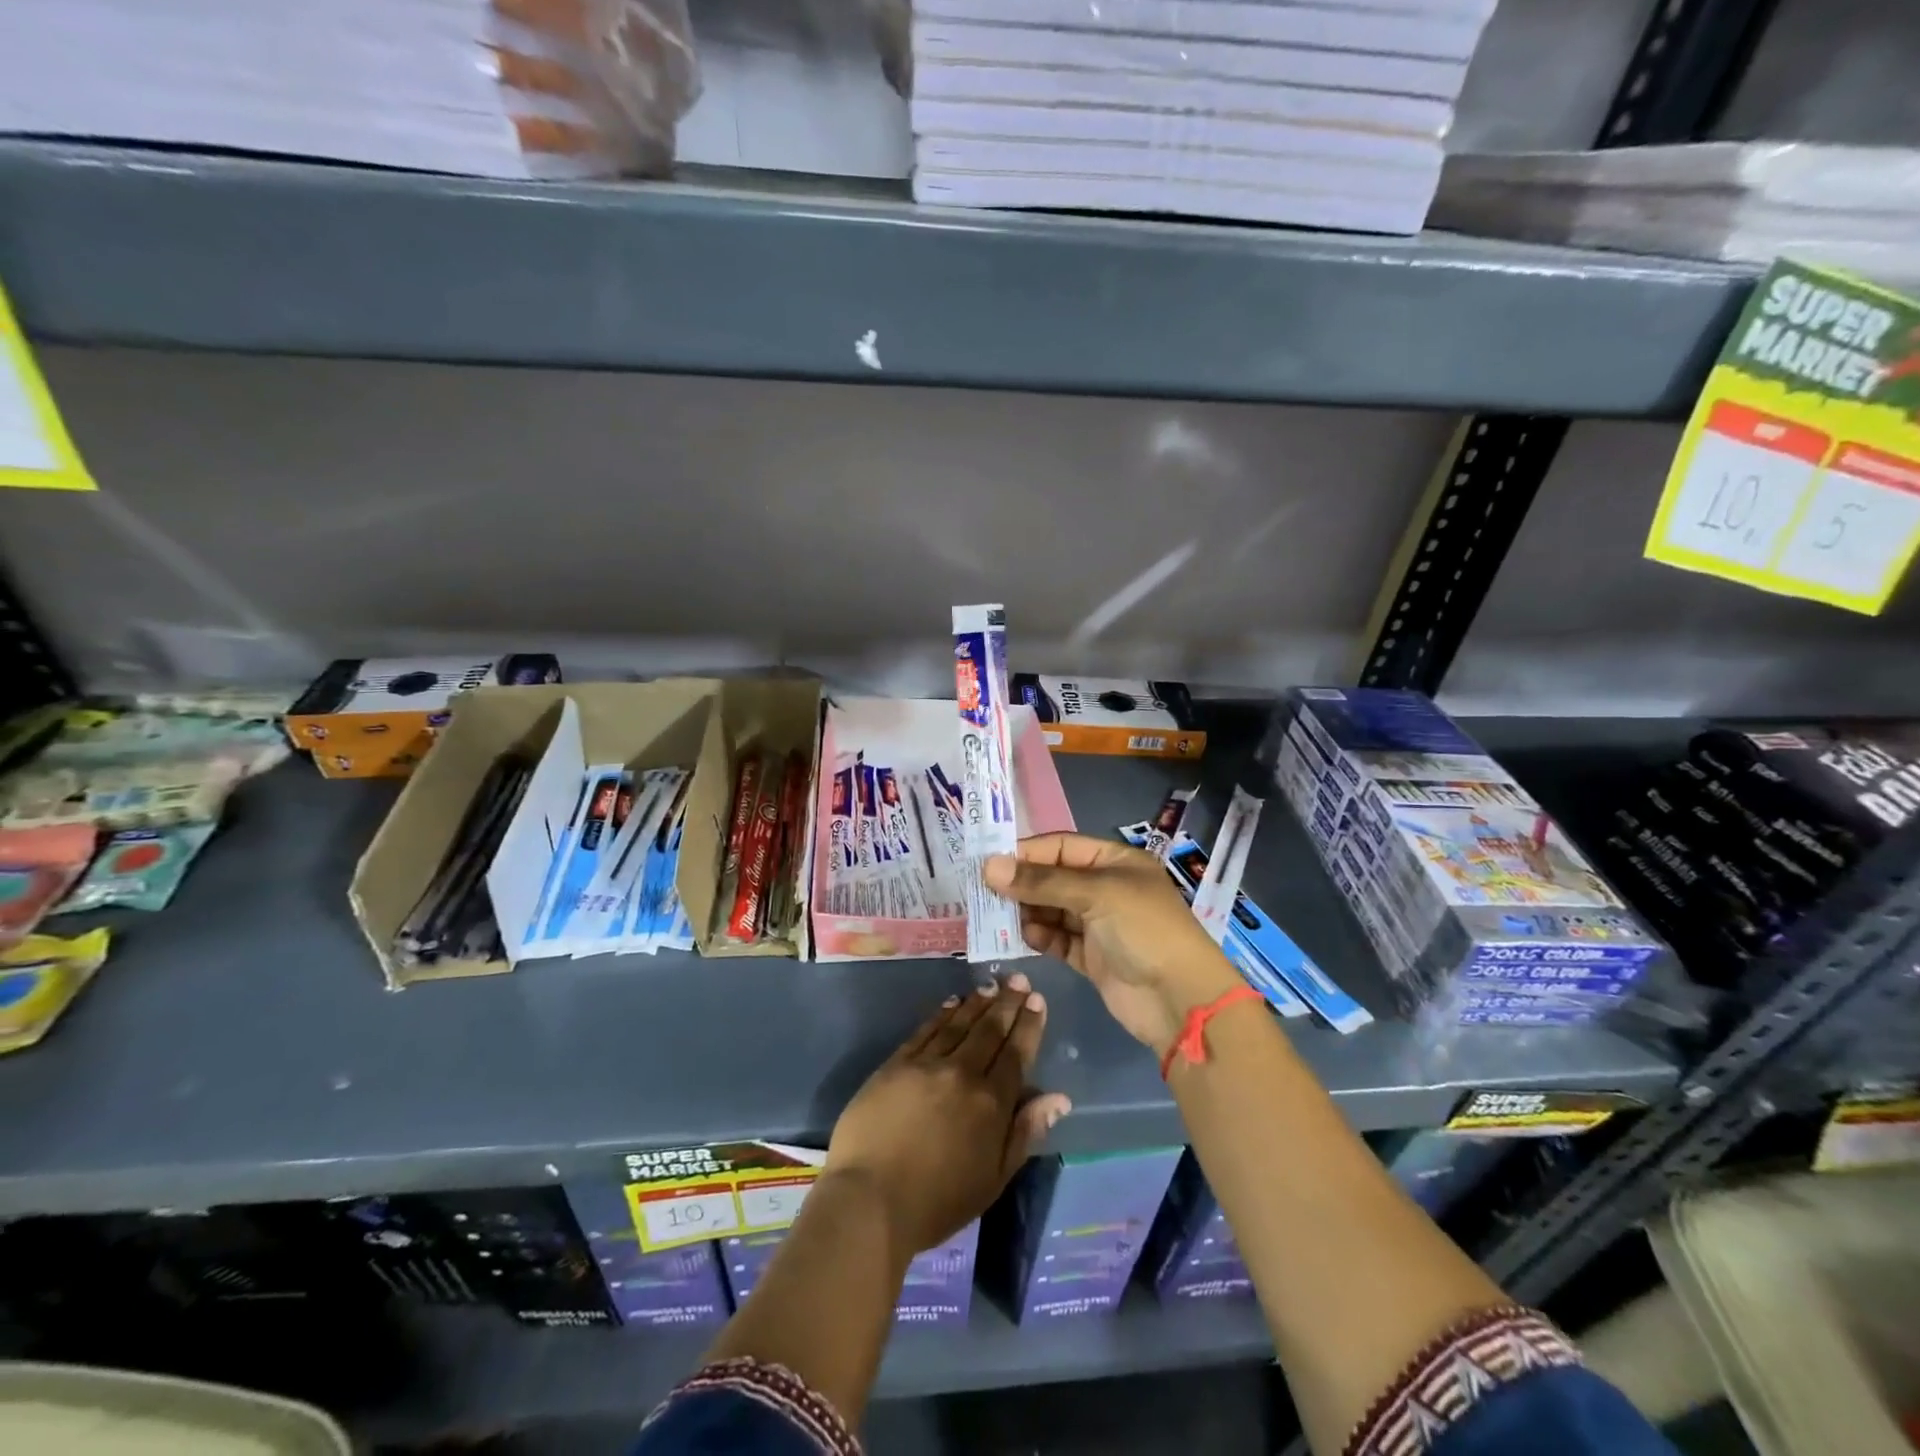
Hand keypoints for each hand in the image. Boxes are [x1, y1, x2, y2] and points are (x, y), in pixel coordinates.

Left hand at [825, 973, 1070, 1255]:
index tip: (1037, 1000)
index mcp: (991, 1103)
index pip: (1016, 1054)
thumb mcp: (994, 1178)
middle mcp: (962, 1074)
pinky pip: (925, 1030)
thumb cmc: (938, 1201)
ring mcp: (926, 1064)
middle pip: (990, 1031)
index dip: (1028, 1025)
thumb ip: (1026, 1132)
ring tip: (992, 984)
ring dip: (978, 1002)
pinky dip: (942, 1014)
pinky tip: (952, 1002)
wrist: (870, 1200)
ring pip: (959, 1024)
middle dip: (1008, 1003)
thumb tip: (1059, 1097)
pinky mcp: (896, 1064)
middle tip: (1019, 979)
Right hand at [985, 834, 1242, 1056]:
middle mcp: (1106, 888)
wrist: (1180, 1000)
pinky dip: (1040, 936)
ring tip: (996, 915)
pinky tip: (1023, 936)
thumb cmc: (1144, 930)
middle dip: (1021, 884)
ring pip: (1051, 909)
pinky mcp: (1091, 957)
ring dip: (1026, 911)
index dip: (1026, 853)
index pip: (1061, 847)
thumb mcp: (1095, 895)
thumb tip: (989, 867)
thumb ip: (1041, 882)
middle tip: (984, 891)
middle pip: (1053, 878)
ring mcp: (1099, 924)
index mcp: (1115, 862)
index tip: (988, 862)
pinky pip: (1057, 939)